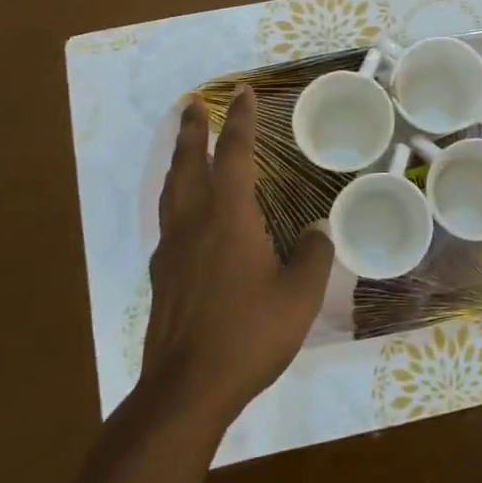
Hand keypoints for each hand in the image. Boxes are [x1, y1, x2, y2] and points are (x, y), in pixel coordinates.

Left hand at [140, 87, 332, 429]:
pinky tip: (185, 214)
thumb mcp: (298, 296)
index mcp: (228, 218)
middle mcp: (194, 223)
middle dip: (192, 130)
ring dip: (178, 160)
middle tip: (192, 105)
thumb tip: (319, 227)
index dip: (240, 121)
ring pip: (171, 190)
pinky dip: (176, 198)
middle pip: (189, 163)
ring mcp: (172, 250)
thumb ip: (313, 255)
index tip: (242, 92)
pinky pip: (168, 220)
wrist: (186, 389)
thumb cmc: (249, 335)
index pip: (234, 155)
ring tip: (183, 146)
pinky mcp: (162, 275)